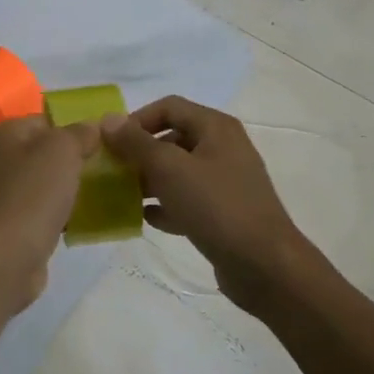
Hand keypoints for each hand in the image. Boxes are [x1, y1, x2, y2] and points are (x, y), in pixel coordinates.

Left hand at [0, 115, 98, 313]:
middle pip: (44, 151)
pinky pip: (43, 209)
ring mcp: (2, 193)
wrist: (5, 257)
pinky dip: (63, 212)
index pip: (44, 119)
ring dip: (70, 187)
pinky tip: (87, 219)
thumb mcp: (62, 151)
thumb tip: (92, 125)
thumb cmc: (32, 194)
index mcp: (4, 134)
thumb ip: (79, 133)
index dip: (75, 126)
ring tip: (106, 192)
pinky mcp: (11, 223)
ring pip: (45, 181)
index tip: (106, 140)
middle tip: (110, 166)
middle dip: (75, 158)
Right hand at [100, 96, 312, 312]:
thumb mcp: (169, 169)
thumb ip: (135, 142)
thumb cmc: (216, 206)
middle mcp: (223, 148)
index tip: (112, 143)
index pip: (168, 106)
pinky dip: (167, 205)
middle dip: (140, 152)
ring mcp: (226, 182)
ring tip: (124, 195)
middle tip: (114, 170)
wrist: (266, 267)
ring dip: (150, 180)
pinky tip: (146, 218)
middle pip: (172, 138)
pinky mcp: (225, 213)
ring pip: (179, 171)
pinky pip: (188, 199)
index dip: (137, 119)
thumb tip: (108, 119)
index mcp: (216, 128)